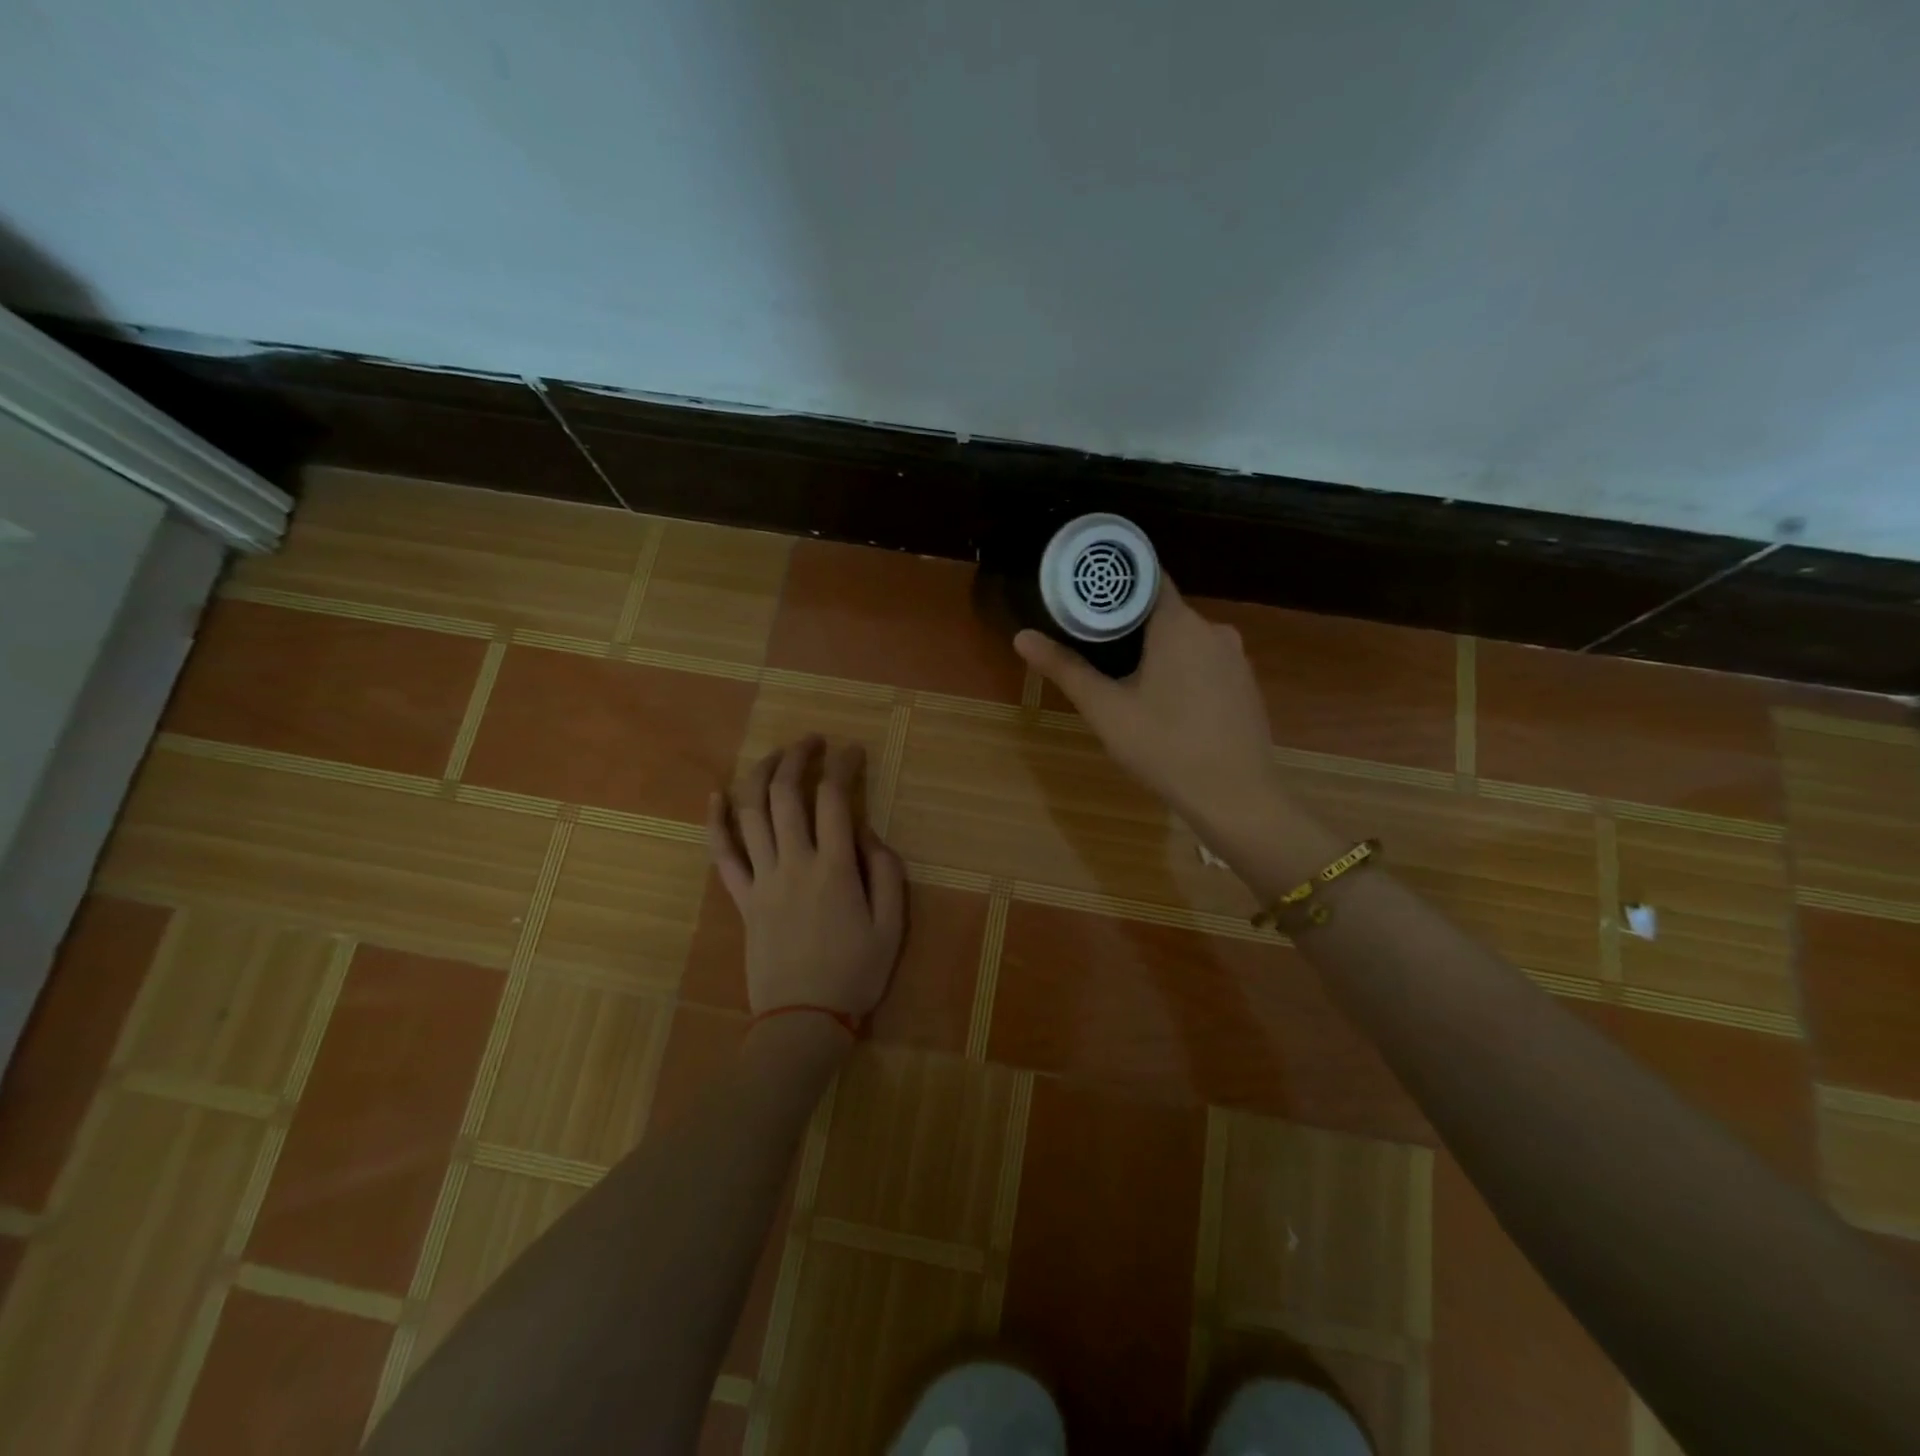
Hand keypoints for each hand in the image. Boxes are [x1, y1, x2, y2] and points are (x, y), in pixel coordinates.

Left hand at [707, 735, 907, 1023]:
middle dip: (798, 757)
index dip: (844, 766)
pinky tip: (716, 795)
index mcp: (835, 869)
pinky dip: (715, 822)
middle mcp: (794, 863)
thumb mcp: (892, 927)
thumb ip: (886, 872)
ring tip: (775, 755)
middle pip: (787, 794)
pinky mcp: (741, 899)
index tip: (853, 750)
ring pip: (751, 813)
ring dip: (760, 775)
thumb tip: (868, 833)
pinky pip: (722, 854)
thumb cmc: (855, 974)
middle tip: (811, 741)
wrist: (803, 1021)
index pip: (835, 799)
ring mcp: (762, 879)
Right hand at [1015, 579, 1280, 835]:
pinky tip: (1164, 702)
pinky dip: (1181, 670)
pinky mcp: (1245, 684)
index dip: (1114, 583)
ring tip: (1122, 676)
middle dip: (1129, 624)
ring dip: (1155, 650)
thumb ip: (1065, 669)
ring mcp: (1235, 657)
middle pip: (1163, 611)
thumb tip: (1022, 636)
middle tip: (1091, 644)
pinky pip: (1205, 662)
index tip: (1084, 594)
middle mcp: (1214, 629)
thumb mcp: (1106, 710)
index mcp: (1179, 624)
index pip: (1146, 578)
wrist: (1236, 797)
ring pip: (1185, 639)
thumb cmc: (1165, 747)